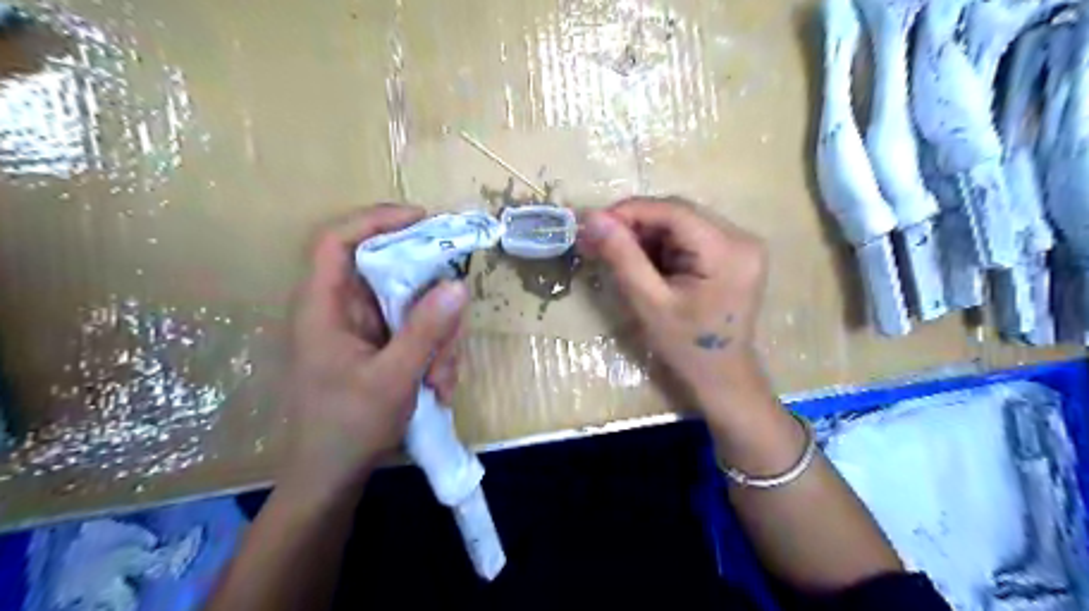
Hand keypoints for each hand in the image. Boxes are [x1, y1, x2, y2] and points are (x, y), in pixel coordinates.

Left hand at [280, 206, 467, 496]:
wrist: (333, 478)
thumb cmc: (348, 428)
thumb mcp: (394, 379)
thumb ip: (426, 331)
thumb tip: (458, 285)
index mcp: (324, 308)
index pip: (338, 241)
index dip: (377, 220)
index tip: (424, 219)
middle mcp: (342, 310)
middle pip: (391, 274)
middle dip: (430, 304)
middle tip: (452, 332)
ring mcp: (364, 330)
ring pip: (412, 306)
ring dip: (438, 339)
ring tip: (442, 379)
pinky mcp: (379, 346)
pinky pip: (415, 331)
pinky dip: (434, 353)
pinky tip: (438, 386)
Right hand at [583, 199, 767, 412]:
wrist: (722, 377)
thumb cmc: (686, 348)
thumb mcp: (649, 303)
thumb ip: (622, 257)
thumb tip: (592, 217)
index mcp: (727, 250)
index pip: (673, 210)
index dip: (629, 211)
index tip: (593, 224)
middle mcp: (741, 238)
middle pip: (678, 214)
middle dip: (635, 225)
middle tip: (598, 240)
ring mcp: (741, 245)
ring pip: (681, 224)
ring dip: (646, 235)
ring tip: (616, 254)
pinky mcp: (733, 254)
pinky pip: (690, 237)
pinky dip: (662, 245)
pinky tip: (644, 262)